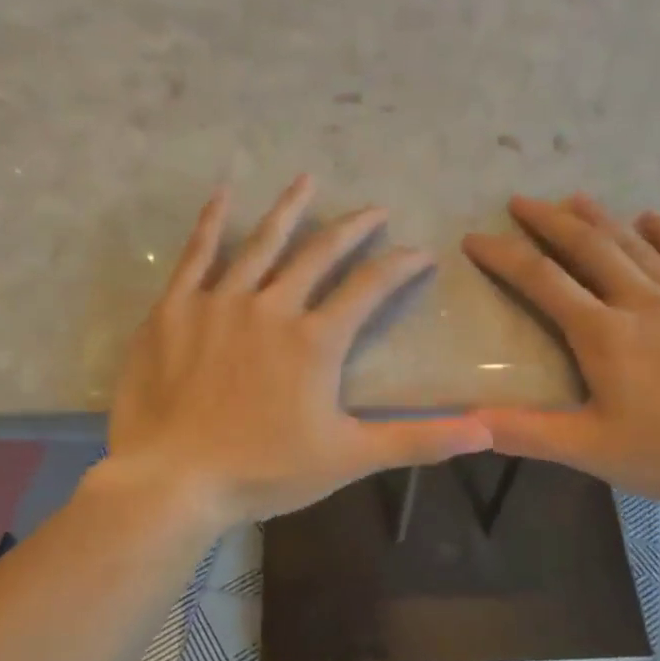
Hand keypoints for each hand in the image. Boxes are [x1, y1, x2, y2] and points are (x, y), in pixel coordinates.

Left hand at [105, 176, 491, 528]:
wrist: (173, 480)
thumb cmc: (263, 471)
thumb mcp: (349, 458)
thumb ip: (418, 440)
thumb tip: (487, 431)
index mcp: (315, 340)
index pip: (370, 288)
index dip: (400, 267)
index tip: (421, 253)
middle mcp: (272, 307)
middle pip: (319, 254)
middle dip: (352, 229)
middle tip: (375, 210)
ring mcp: (220, 302)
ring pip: (261, 243)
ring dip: (288, 210)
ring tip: (307, 180)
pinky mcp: (175, 309)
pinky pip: (196, 255)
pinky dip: (211, 222)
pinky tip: (223, 195)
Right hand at [462, 194, 659, 508]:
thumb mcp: (593, 451)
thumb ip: (527, 432)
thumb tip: (465, 423)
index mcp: (604, 333)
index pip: (542, 281)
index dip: (505, 256)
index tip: (476, 238)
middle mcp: (641, 300)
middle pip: (588, 246)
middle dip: (549, 221)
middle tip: (521, 201)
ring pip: (635, 244)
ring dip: (600, 218)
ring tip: (574, 198)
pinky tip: (651, 218)